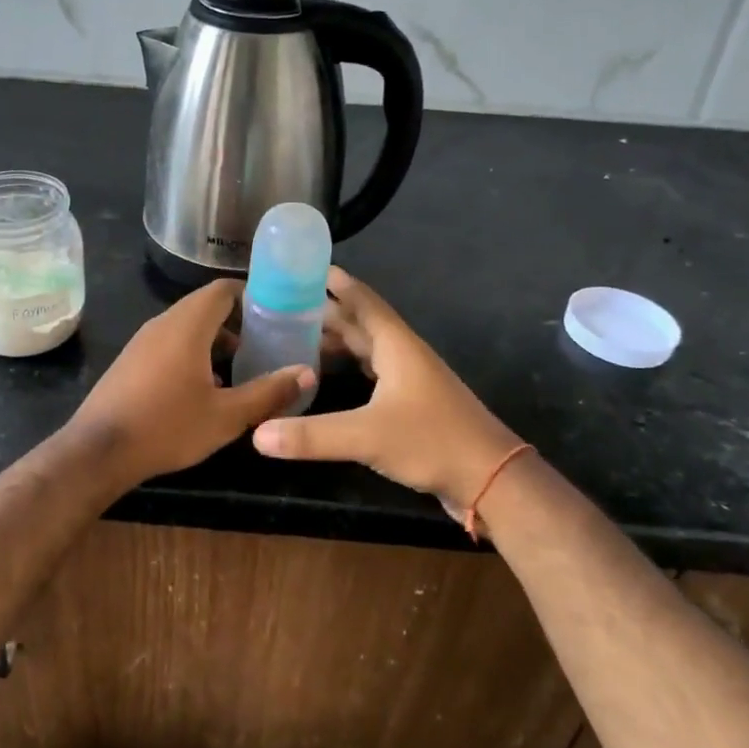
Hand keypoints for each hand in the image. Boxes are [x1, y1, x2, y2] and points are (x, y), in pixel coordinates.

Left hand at [68, 280, 313, 483]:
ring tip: (242, 367)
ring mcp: (142, 341)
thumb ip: (269, 392)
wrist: (98, 451)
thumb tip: (307, 372)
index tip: (276, 313)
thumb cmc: (167, 427)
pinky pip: (169, 344)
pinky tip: (206, 388)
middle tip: (266, 343)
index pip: (223, 290)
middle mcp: (163, 324)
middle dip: (237, 321)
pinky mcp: (131, 361)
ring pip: (187, 327)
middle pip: (205, 307)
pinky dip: (193, 353)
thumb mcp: (226, 415)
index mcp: (187, 326)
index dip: (252, 295)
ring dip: (215, 340)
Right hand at [253, 268, 520, 508]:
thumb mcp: (367, 436)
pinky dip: (349, 367)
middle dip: (326, 312)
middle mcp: (403, 355)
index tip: (307, 267)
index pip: (362, 302)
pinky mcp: (413, 405)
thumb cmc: (432, 442)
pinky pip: (372, 373)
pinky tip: (329, 378)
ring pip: (367, 349)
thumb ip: (311, 435)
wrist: (491, 480)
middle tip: (286, 304)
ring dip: (337, 340)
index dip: (337, 283)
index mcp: (396, 346)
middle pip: (361, 324)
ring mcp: (411, 381)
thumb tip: (257, 433)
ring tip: (298, 336)